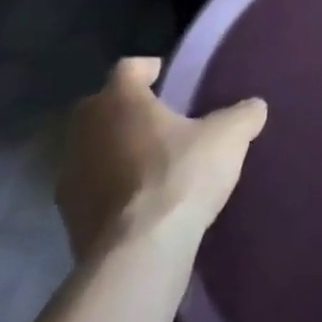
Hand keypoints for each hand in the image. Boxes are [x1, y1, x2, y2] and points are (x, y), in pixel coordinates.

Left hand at [56, 57, 266, 259]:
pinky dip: (109, 189)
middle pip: (100, 107)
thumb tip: (254, 107)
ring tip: (149, 163)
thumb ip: (243, 115)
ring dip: (113, 151)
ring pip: (91, 150)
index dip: (148, 68)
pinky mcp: (68, 219)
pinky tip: (138, 201)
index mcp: (119, 100)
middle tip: (158, 119)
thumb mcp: (229, 137)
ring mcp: (69, 177)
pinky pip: (90, 190)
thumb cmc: (181, 175)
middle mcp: (86, 131)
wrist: (139, 253)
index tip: (166, 76)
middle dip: (125, 109)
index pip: (128, 68)